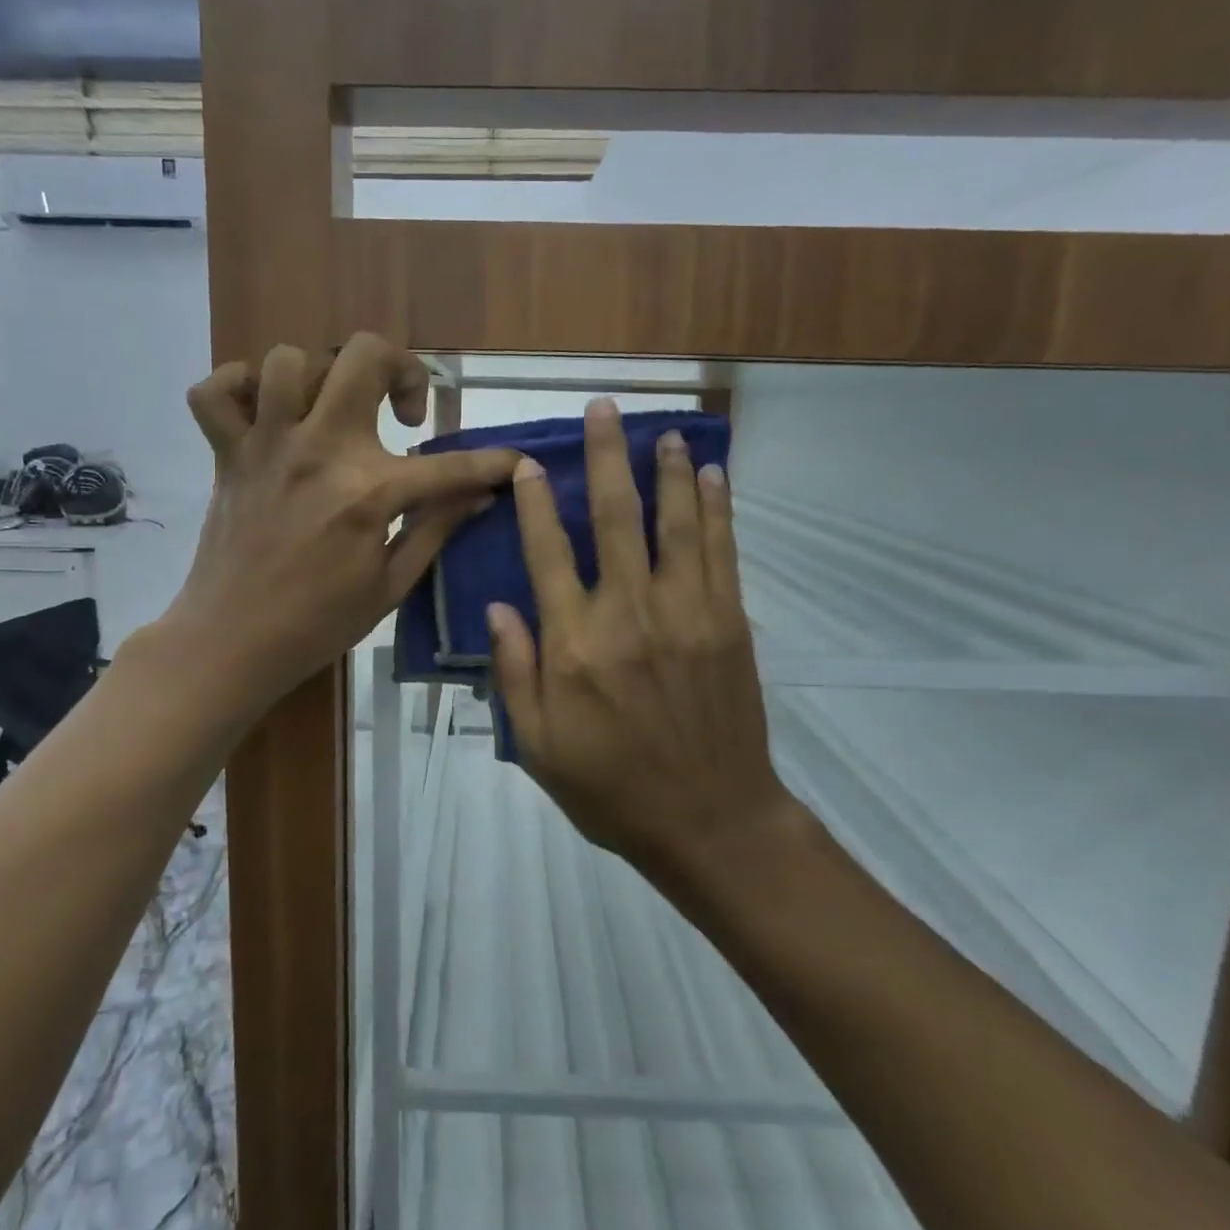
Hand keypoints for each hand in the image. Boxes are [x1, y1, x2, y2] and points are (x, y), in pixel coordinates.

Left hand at [168, 334, 514, 708]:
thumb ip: (436, 529)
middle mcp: (319, 449)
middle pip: (364, 356)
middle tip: (405, 414)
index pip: (450, 465)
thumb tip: (481, 496)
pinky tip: (266, 414)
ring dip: (323, 377)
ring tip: (335, 414)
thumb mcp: (392, 585)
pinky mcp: (227, 454)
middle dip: (402, 369)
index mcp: (368, 490)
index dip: (494, 463)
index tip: (514, 462)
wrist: (231, 643)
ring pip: (289, 361)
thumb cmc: (318, 623)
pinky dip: (238, 389)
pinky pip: (214, 392)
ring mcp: (267, 445)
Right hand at [489, 399, 788, 882]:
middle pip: (616, 516)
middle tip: (604, 409)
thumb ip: (515, 672)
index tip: (528, 462)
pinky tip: (715, 476)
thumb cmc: (611, 787)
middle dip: (607, 456)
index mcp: (576, 643)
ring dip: (670, 470)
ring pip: (677, 521)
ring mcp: (687, 612)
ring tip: (664, 431)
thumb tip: (500, 607)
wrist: (710, 820)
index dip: (535, 502)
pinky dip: (718, 508)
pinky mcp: (729, 621)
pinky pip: (722, 550)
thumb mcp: (538, 744)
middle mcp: (629, 612)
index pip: (548, 552)